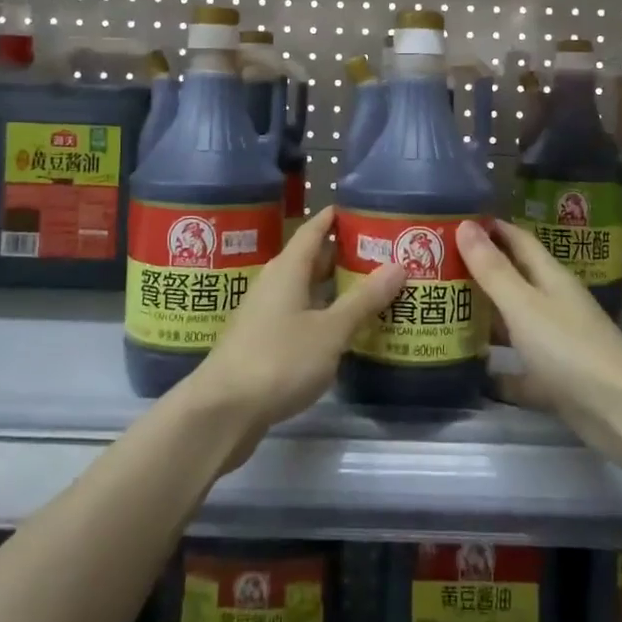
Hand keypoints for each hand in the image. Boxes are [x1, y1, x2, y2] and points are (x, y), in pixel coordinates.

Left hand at [184, 207, 404, 451]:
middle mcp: (274, 283)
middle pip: (311, 258)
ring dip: (334, 288)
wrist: (224, 410)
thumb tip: (398, 265)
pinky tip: (343, 328)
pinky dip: (323, 314)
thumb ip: (364, 299)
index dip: (335, 217)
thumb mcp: (330, 330)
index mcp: (288, 268)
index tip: (363, 210)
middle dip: (343, 254)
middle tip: (382, 253)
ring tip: (372, 289)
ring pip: (305, 289)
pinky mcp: (263, 342)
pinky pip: (299, 315)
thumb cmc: (279, 359)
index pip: (313, 229)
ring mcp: (265, 313)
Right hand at [456, 219, 621, 464]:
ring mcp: (555, 344)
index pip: (517, 240)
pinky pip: (518, 370)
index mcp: (550, 278)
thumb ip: (493, 269)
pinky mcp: (554, 381)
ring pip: (513, 324)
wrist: (620, 412)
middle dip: (478, 272)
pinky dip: (497, 371)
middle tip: (434, 268)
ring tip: (441, 313)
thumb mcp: (523, 304)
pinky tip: (468, 372)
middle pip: (513, 280)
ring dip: (484, 318)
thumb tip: (465, 225)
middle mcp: (553, 305)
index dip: (489, 228)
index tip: (453, 222)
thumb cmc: (569, 348)